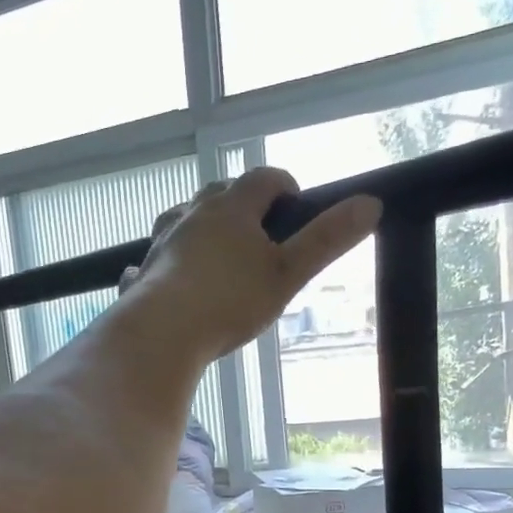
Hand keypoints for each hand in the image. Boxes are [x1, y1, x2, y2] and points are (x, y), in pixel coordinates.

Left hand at [126, 170, 380, 364]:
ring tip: (216, 251)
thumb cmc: (230, 302)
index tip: (296, 207)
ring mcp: (163, 242)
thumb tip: (371, 204)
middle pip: (221, 193)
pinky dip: (164, 261)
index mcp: (231, 207)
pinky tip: (164, 274)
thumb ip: (327, 241)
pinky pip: (154, 257)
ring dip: (201, 226)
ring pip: (184, 219)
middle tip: (260, 233)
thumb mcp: (287, 274)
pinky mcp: (142, 272)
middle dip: (242, 205)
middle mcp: (193, 214)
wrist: (161, 335)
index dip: (285, 186)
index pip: (264, 178)